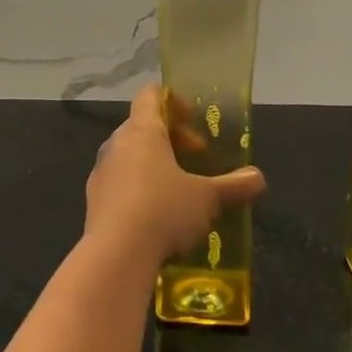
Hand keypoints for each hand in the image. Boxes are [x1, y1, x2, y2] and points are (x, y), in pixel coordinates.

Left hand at [85, 86, 266, 261]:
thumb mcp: (207, 198)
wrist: (115, 256)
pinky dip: (139, 191)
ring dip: (154, 167)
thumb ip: (234, 186)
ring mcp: (100, 174)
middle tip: (197, 161)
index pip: (150, 95)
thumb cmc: (164, 211)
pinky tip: (158, 218)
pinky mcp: (93, 203)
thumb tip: (258, 178)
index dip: (174, 102)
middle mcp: (116, 145)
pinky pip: (119, 185)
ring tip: (180, 192)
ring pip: (129, 157)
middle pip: (142, 127)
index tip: (194, 121)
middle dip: (171, 140)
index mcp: (142, 131)